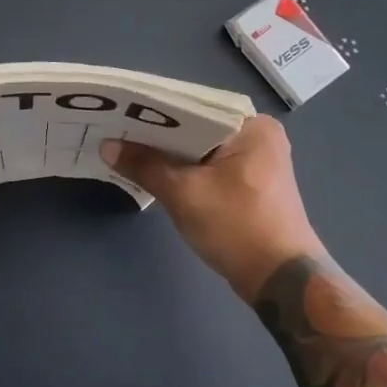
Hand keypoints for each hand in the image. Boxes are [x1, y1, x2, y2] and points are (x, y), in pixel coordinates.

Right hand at [102, 116, 322, 300]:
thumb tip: (107, 145)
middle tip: (115, 129)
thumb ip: (145, 166)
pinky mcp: (251, 186)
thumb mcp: (184, 194)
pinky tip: (155, 173)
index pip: (193, 106)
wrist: (280, 280)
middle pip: (197, 128)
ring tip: (126, 148)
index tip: (118, 111)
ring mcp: (257, 163)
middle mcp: (259, 136)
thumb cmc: (237, 227)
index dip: (154, 110)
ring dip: (170, 154)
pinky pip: (209, 167)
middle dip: (159, 134)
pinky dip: (185, 171)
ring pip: (201, 150)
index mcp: (253, 126)